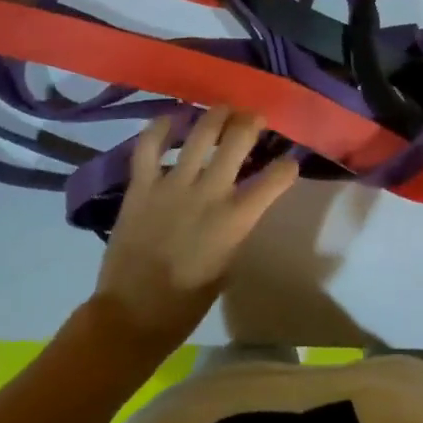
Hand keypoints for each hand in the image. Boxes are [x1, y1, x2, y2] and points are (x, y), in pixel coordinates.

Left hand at [91, 107, 298, 358]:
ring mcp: (173, 184)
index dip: (287, 167)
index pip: (275, 181)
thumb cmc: (187, 302)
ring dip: (216, 115)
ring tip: (223, 109)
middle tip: (254, 117)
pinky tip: (172, 117)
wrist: (133, 313)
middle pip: (238, 140)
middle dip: (251, 122)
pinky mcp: (142, 185)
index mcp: (235, 220)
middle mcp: (209, 193)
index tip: (289, 160)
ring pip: (200, 132)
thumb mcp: (227, 265)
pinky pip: (150, 146)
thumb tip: (239, 205)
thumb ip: (236, 229)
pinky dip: (161, 127)